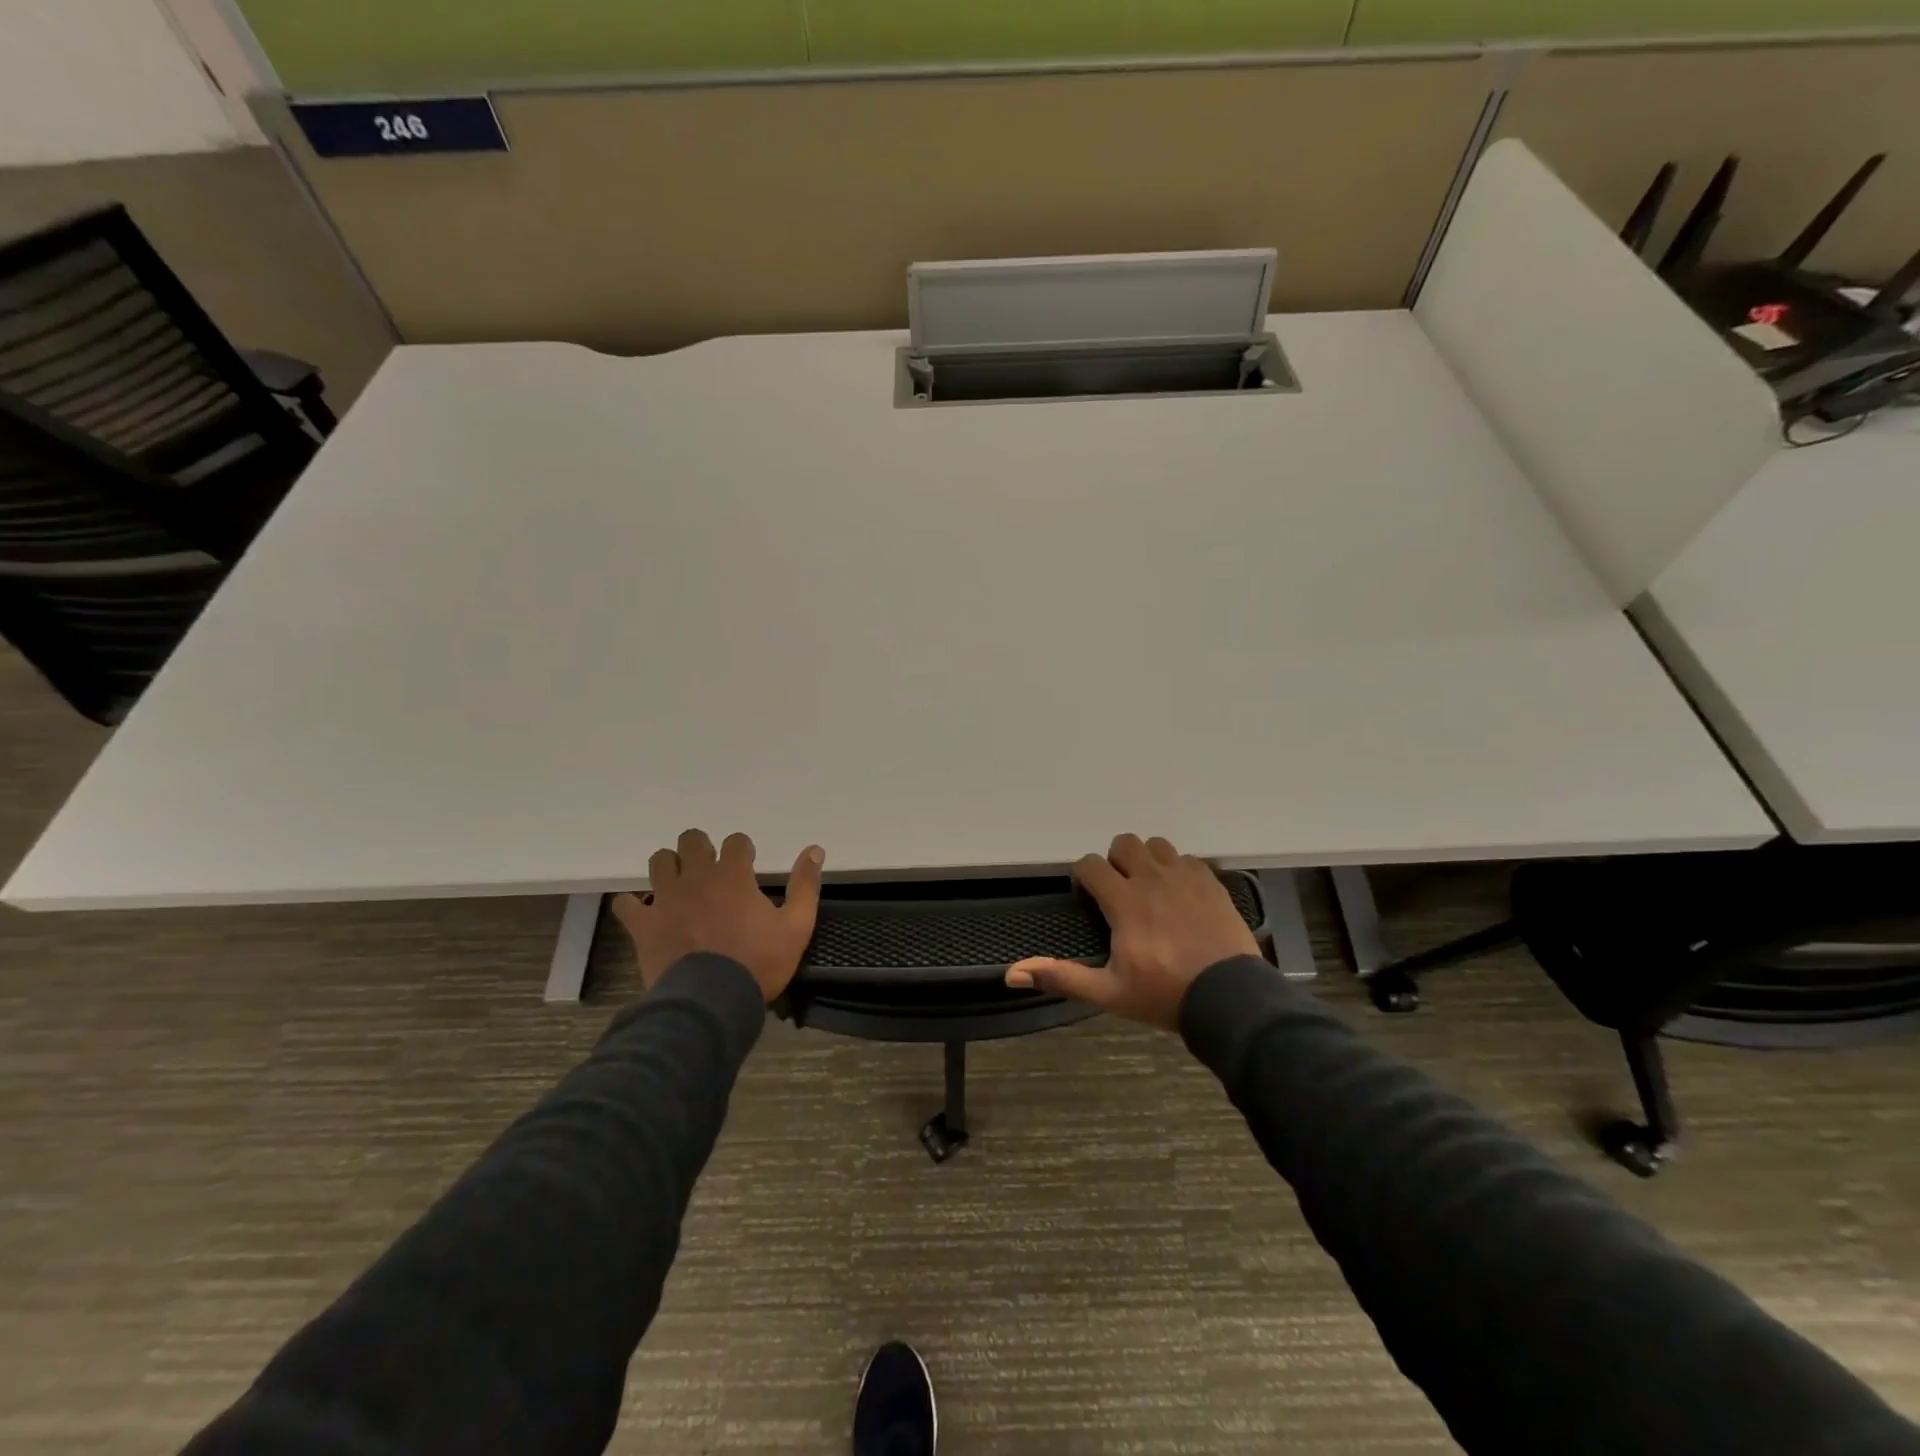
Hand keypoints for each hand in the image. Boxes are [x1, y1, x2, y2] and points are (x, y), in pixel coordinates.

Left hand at [612, 829, 824, 1001]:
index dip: (742, 850)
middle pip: (692, 841)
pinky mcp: (644, 925)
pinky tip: (645, 913)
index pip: (736, 841)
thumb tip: (815, 849)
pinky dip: (634, 905)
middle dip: (701, 848)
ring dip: (670, 867)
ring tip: (679, 885)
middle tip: (710, 870)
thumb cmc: (758, 963)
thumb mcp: (796, 926)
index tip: (748, 865)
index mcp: (733, 875)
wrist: (711, 1002)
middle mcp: (697, 878)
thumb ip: (805, 885)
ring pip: (659, 862)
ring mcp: (666, 899)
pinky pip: (626, 904)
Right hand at [1005, 834, 1258, 1031]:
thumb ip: (1062, 977)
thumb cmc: (1164, 995)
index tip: (1087, 898)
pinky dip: (1178, 870)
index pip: (1091, 864)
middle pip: (1124, 843)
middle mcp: (1152, 879)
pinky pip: (1188, 859)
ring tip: (1150, 889)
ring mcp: (1185, 878)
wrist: (1230, 1000)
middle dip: (1115, 861)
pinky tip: (1180, 895)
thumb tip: (1012, 973)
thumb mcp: (1108, 993)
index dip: (1083, 877)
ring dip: (1147, 860)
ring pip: (1157, 845)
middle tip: (1118, 891)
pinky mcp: (1212, 883)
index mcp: (1124, 901)